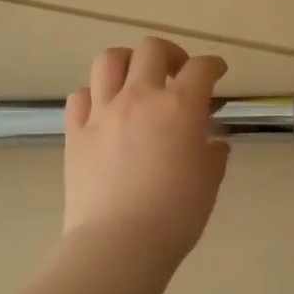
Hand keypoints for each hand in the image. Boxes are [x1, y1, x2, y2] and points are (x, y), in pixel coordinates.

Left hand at [61, 37, 230, 263]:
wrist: (119, 244)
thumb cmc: (174, 216)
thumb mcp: (208, 184)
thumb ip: (212, 155)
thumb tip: (213, 143)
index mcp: (179, 107)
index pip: (201, 68)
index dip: (213, 65)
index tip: (218, 71)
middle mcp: (140, 98)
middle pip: (151, 49)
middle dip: (170, 53)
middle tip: (177, 71)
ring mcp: (103, 112)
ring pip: (109, 60)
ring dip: (128, 62)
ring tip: (136, 79)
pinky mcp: (75, 132)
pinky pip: (81, 95)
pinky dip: (95, 94)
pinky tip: (104, 109)